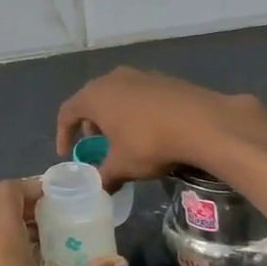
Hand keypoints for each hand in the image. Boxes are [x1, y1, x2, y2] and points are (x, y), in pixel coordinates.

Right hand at [56, 67, 266, 189]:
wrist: (203, 123)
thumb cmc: (150, 143)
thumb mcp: (122, 167)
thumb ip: (104, 177)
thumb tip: (99, 190)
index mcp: (94, 96)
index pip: (67, 112)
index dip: (63, 134)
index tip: (67, 154)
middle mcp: (113, 79)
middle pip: (91, 99)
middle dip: (89, 123)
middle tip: (95, 143)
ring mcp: (140, 75)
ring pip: (116, 94)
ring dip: (113, 115)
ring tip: (122, 137)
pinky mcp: (164, 79)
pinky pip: (139, 94)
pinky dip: (136, 110)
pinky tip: (149, 129)